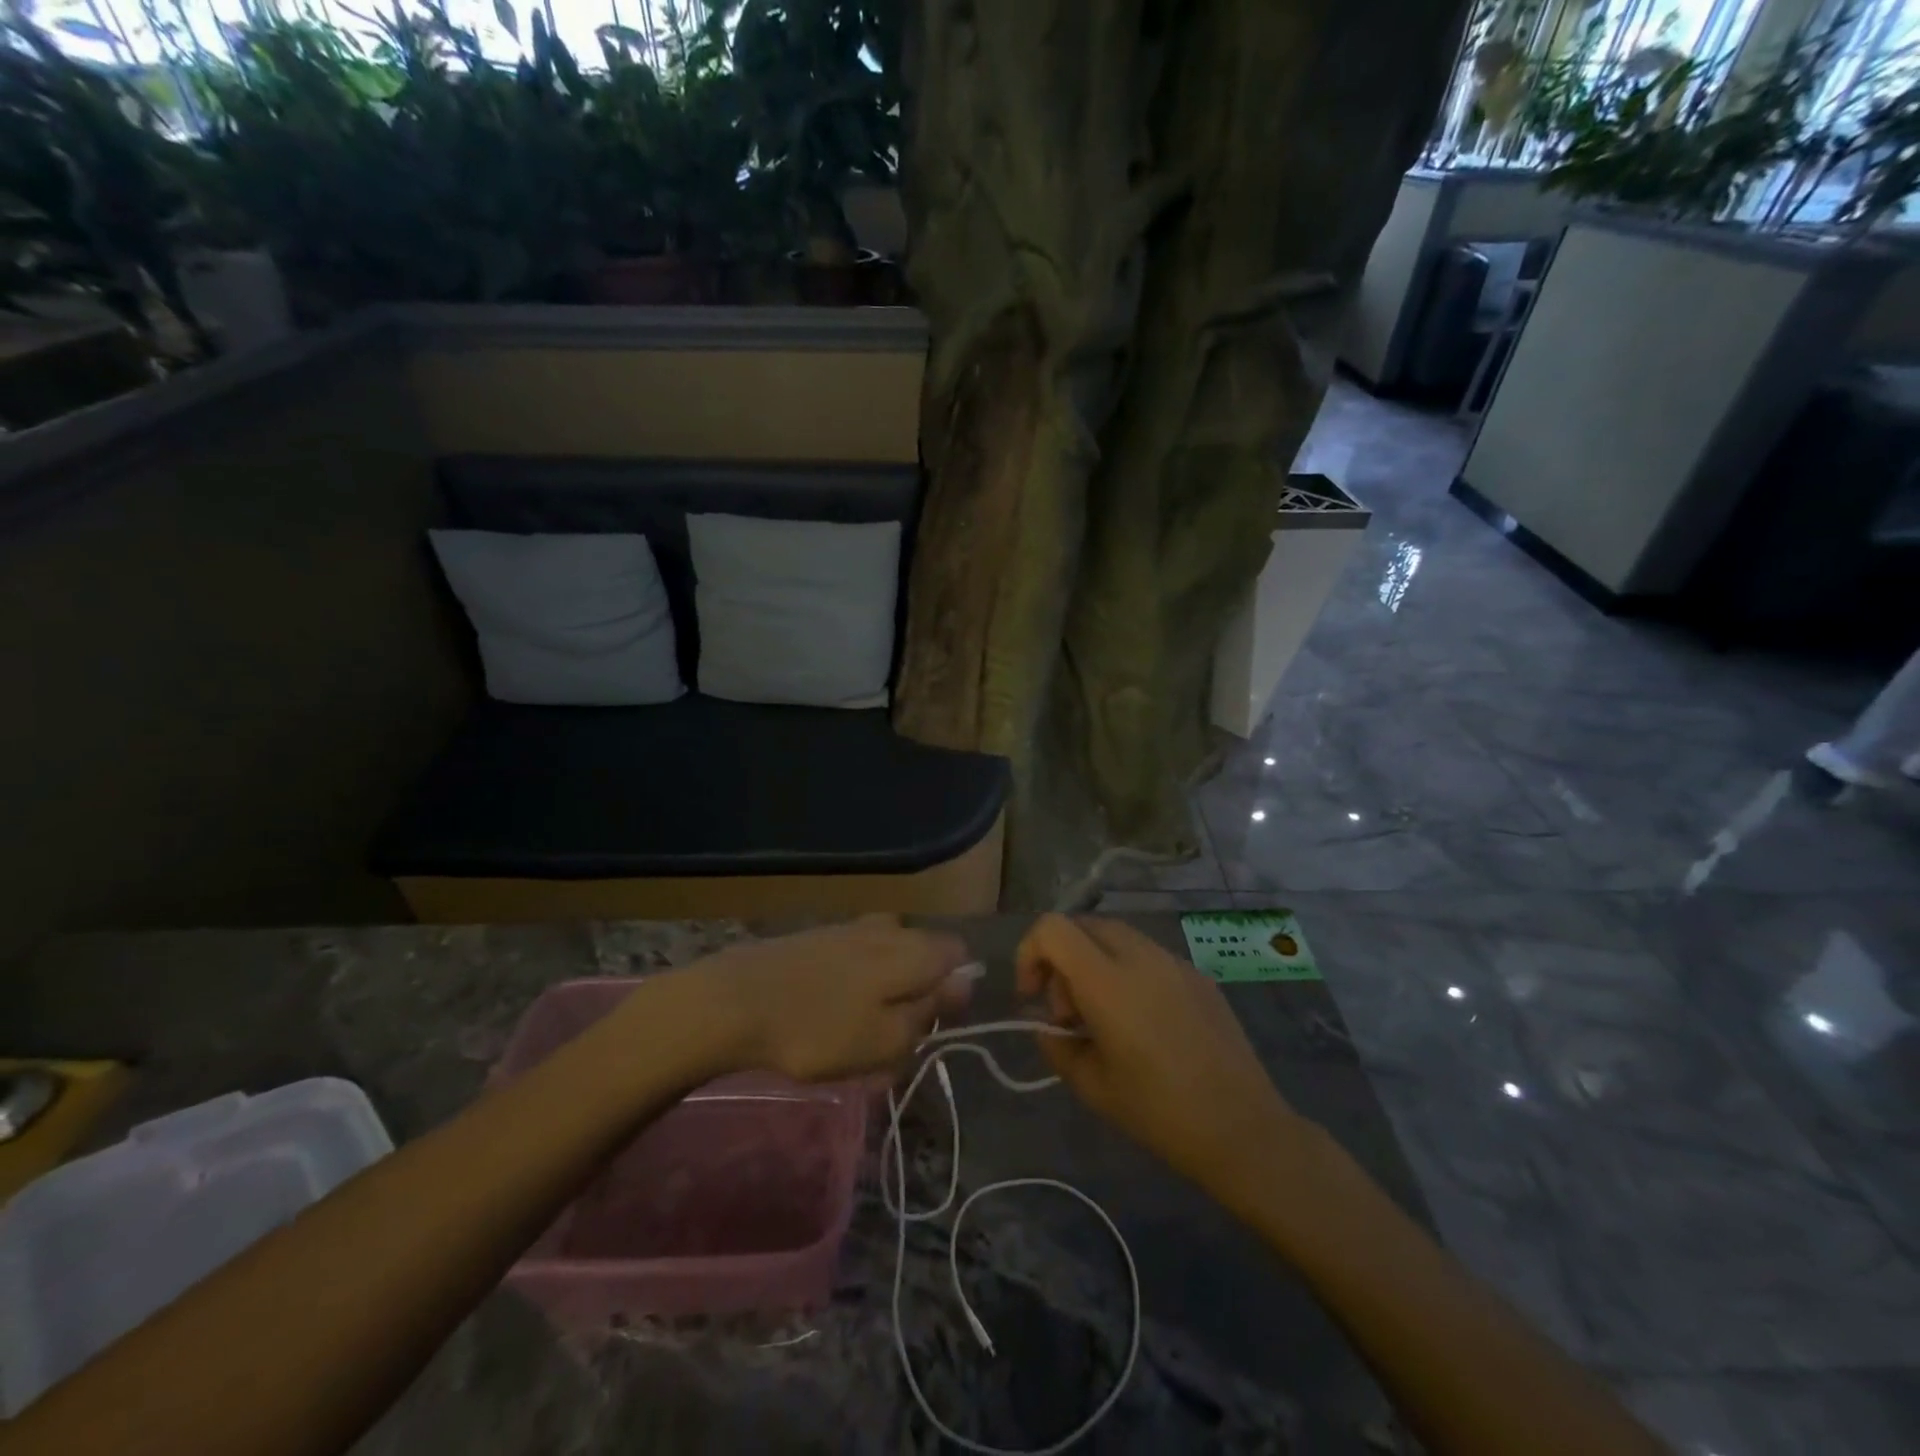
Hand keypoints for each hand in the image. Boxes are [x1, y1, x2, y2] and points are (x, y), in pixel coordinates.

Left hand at [677, 915, 971, 1082]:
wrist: (734, 1002)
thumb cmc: (819, 1030)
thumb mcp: (887, 1041)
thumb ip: (931, 1010)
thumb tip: (965, 980)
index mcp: (912, 949)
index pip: (957, 954)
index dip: (952, 991)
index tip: (930, 1027)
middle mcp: (888, 928)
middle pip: (922, 957)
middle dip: (915, 997)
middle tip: (891, 1044)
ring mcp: (850, 929)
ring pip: (887, 960)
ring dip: (882, 997)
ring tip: (856, 1039)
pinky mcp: (818, 938)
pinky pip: (854, 960)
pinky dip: (853, 988)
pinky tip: (828, 1017)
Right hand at [1017, 914, 1310, 1201]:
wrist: (1242, 1128)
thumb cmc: (1158, 1111)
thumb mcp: (1090, 1085)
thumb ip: (1056, 1043)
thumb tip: (1048, 1023)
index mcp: (1106, 980)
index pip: (1052, 929)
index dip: (1030, 953)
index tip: (1033, 996)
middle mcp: (1140, 956)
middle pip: (1083, 925)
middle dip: (1062, 959)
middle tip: (1070, 1012)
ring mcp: (1174, 961)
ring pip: (1116, 936)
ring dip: (1094, 963)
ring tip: (1105, 1017)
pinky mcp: (1198, 974)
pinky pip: (1148, 955)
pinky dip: (1128, 972)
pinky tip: (1144, 1022)